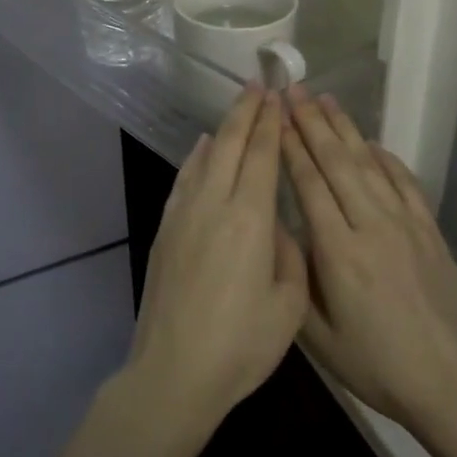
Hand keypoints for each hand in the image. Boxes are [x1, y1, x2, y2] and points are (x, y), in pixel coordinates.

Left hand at [125, 88, 308, 437]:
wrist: (175, 371)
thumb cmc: (241, 345)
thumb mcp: (289, 305)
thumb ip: (290, 254)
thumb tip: (278, 226)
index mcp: (251, 219)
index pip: (262, 156)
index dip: (270, 123)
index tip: (276, 97)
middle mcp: (214, 204)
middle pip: (230, 145)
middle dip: (246, 112)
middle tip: (258, 85)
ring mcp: (184, 214)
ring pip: (205, 156)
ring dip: (222, 128)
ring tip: (237, 107)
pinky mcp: (166, 229)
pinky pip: (184, 179)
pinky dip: (196, 156)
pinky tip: (201, 147)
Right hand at [281, 88, 456, 432]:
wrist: (449, 383)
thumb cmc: (375, 364)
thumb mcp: (316, 336)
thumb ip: (294, 277)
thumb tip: (280, 231)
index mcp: (339, 252)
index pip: (309, 184)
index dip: (291, 146)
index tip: (276, 116)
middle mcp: (372, 226)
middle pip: (338, 162)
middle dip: (313, 123)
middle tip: (295, 90)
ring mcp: (406, 224)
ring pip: (370, 164)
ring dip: (346, 129)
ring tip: (326, 99)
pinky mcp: (430, 230)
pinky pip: (405, 182)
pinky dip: (386, 157)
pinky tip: (371, 142)